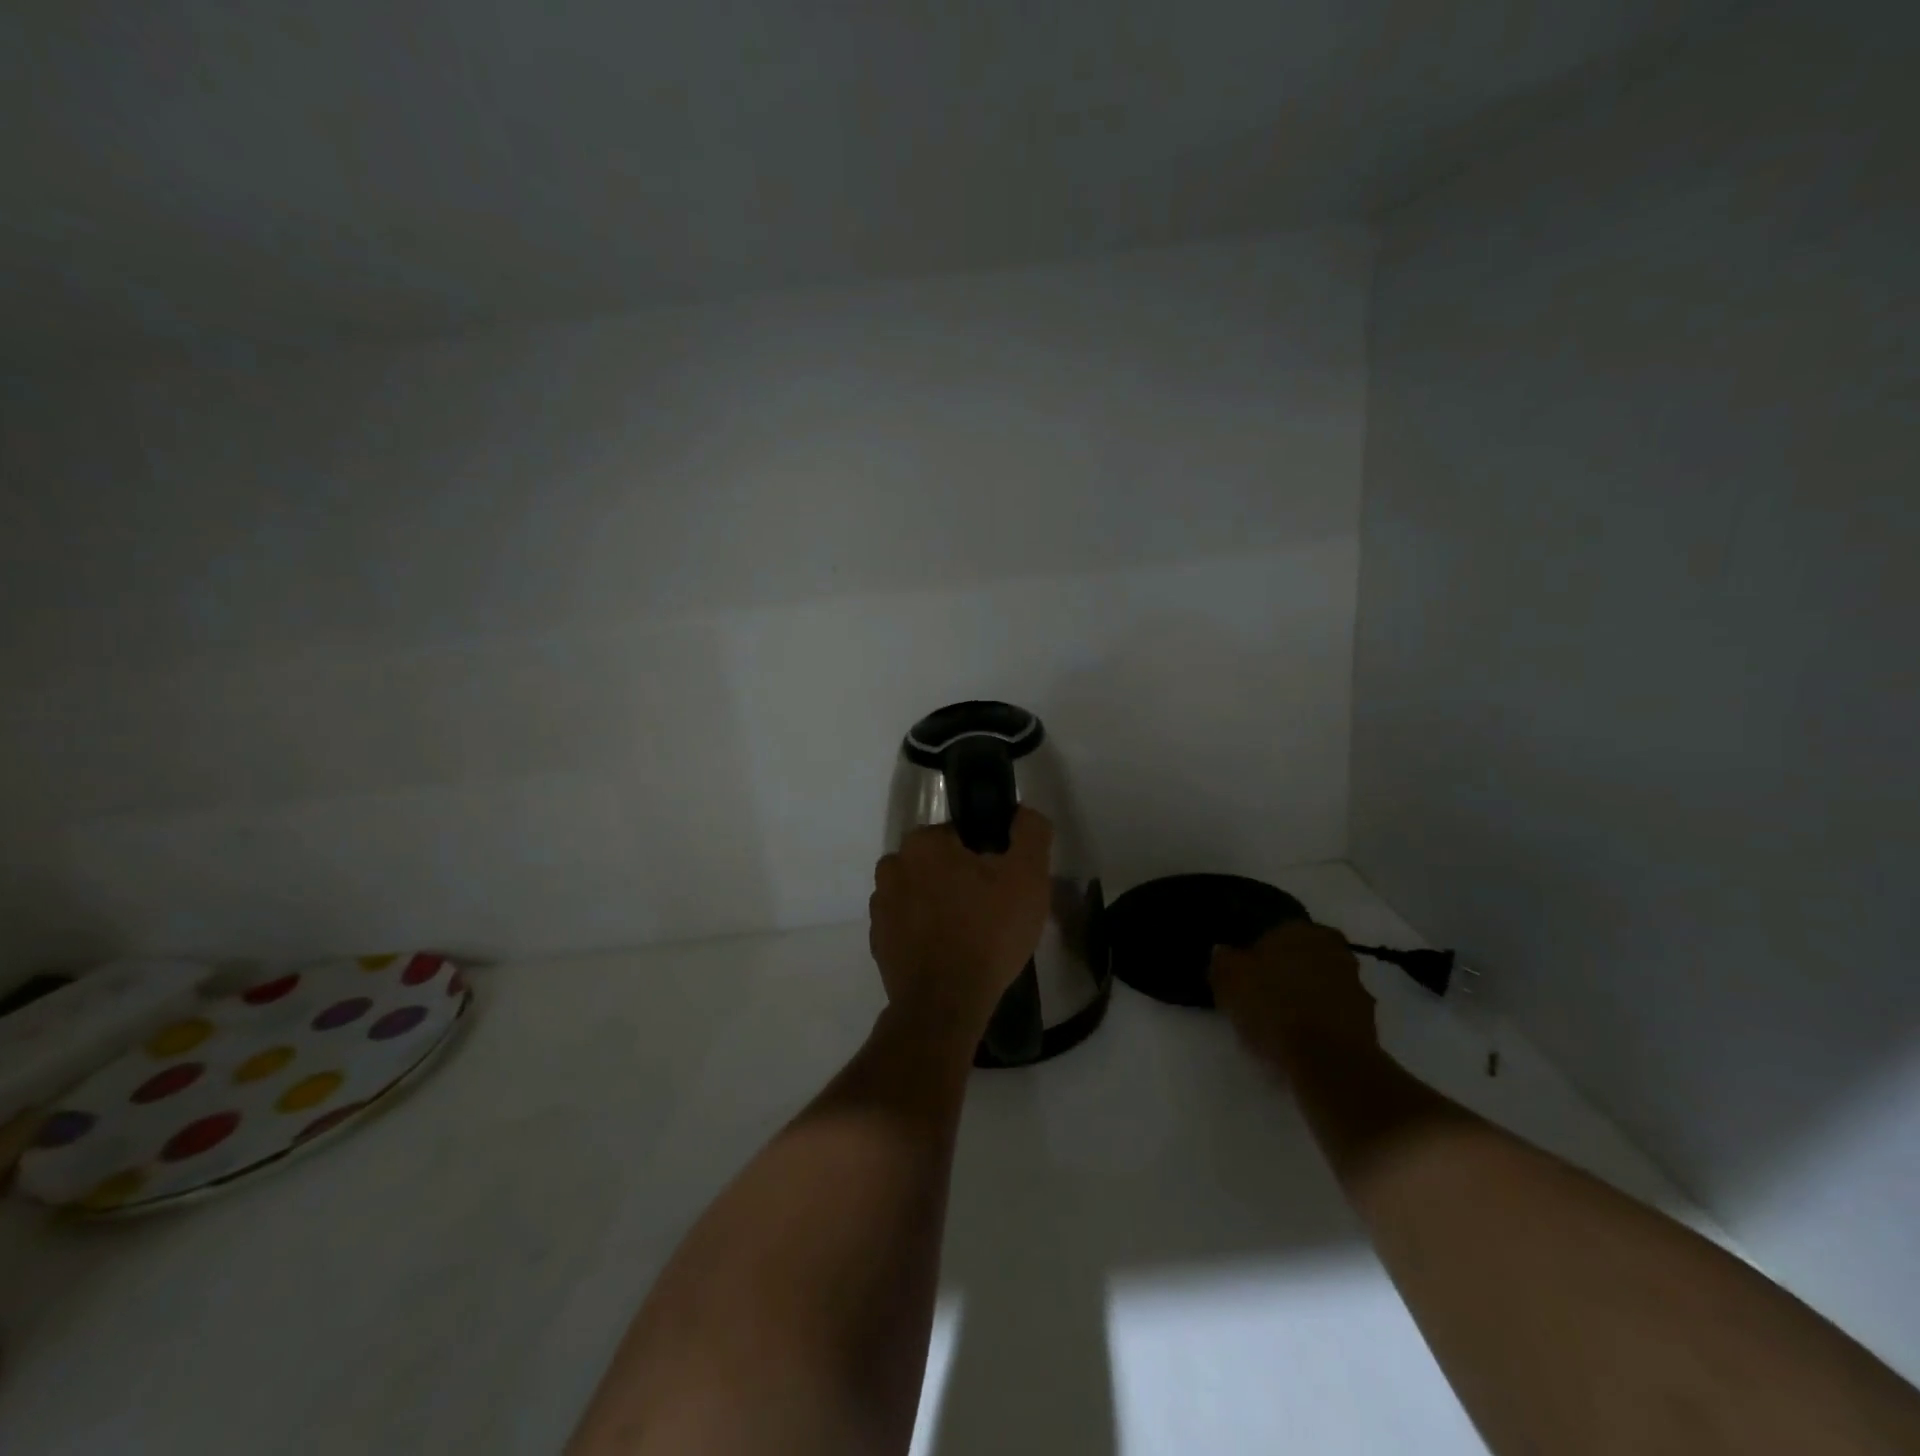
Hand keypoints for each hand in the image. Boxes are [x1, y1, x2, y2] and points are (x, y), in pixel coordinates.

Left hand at [869, 808, 1053, 1040]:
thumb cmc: (988, 932)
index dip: (987, 858)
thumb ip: (1031, 832)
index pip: (962, 836)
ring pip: (922, 894)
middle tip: (993, 912)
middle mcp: (893, 867)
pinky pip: (909, 927)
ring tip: (972, 937)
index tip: (1003, 884)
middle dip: (963, 881)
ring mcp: (880, 907)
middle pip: (939, 864)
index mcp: (923, 843)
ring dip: (942, 907)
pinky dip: (926, 935)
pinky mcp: (878, 943)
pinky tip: (951, 955)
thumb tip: (1022, 812)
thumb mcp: (1028, 876)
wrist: (945, 1004)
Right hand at [1211, 920, 1377, 1058]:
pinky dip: (1321, 1022)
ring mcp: (1356, 985)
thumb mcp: (1230, 981)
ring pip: (1321, 985)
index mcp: (1300, 930)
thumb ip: (1224, 961)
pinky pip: (1334, 1014)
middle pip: (1302, 958)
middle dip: (1287, 973)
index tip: (1246, 975)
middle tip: (1263, 997)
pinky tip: (1302, 1041)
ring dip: (1307, 998)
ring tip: (1282, 1024)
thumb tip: (1223, 951)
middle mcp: (1334, 949)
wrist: (1329, 1061)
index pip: (1275, 932)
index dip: (1258, 954)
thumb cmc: (1273, 1007)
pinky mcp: (1369, 1021)